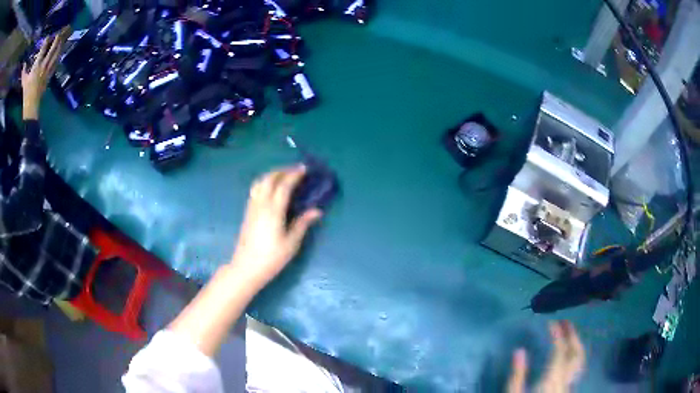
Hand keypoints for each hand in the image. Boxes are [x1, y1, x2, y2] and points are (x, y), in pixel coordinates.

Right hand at [21, 28, 69, 118]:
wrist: (31, 105)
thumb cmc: (26, 92)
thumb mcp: (24, 81)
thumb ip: (24, 71)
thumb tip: (23, 64)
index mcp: (36, 66)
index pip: (43, 50)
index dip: (46, 41)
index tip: (48, 36)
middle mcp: (43, 66)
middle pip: (52, 49)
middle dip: (56, 40)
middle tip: (59, 33)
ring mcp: (47, 71)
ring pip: (56, 55)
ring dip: (59, 46)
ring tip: (62, 39)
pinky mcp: (50, 76)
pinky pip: (56, 64)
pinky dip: (59, 56)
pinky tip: (61, 51)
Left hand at [231, 165, 321, 288]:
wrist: (246, 267)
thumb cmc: (272, 258)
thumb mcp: (291, 243)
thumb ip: (303, 223)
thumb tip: (317, 211)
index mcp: (273, 211)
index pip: (284, 185)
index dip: (294, 175)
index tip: (304, 169)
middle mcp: (261, 204)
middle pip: (269, 179)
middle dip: (282, 171)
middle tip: (295, 170)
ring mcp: (252, 207)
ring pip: (260, 182)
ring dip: (272, 175)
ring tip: (283, 176)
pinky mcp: (247, 212)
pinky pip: (255, 190)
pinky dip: (264, 182)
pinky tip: (271, 189)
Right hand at [507, 321, 585, 392]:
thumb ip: (517, 375)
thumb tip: (519, 351)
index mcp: (551, 379)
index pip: (559, 351)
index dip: (557, 335)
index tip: (551, 323)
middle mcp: (565, 380)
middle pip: (576, 354)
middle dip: (572, 335)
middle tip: (566, 322)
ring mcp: (568, 386)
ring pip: (580, 361)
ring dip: (577, 344)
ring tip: (569, 335)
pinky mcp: (567, 390)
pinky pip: (576, 368)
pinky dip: (575, 355)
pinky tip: (569, 355)